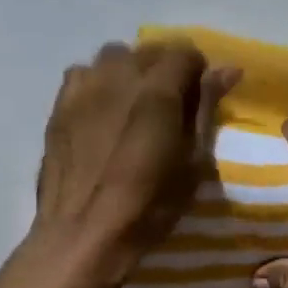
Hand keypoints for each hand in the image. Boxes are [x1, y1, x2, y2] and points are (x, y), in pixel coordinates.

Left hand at [32, 43, 238, 287]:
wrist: (83, 236)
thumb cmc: (148, 208)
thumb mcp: (193, 163)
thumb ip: (206, 109)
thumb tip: (227, 70)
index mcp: (157, 90)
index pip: (185, 52)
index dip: (198, 73)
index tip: (198, 102)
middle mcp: (119, 77)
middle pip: (149, 50)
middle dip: (166, 70)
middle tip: (170, 108)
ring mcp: (84, 89)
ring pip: (113, 56)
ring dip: (130, 72)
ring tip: (133, 106)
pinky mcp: (59, 106)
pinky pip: (83, 74)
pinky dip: (98, 83)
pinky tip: (101, 113)